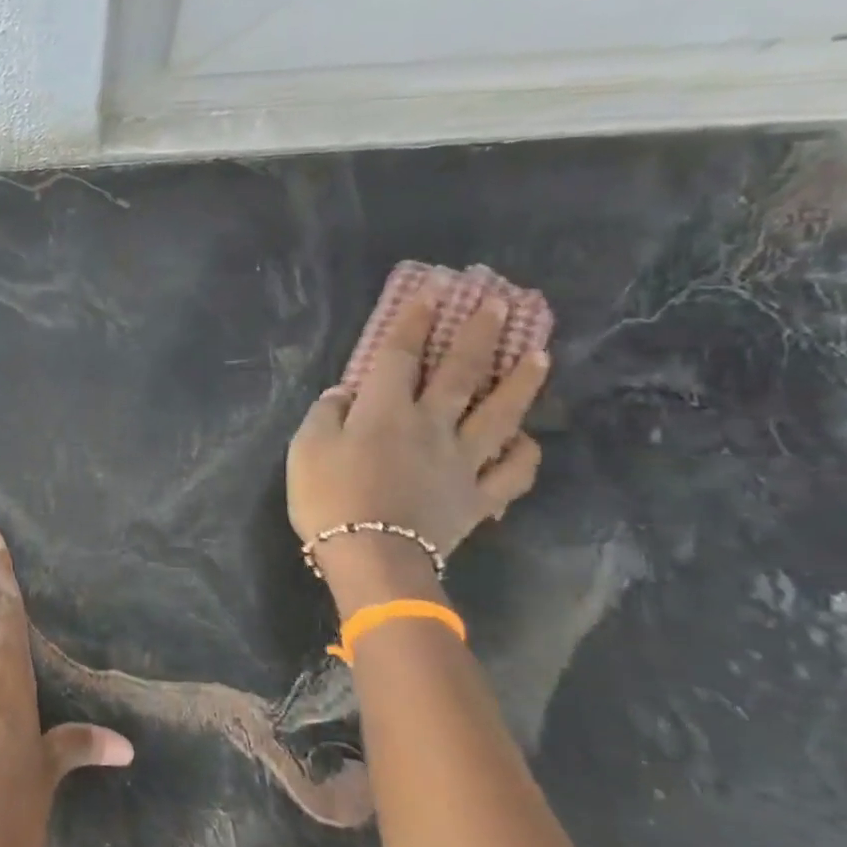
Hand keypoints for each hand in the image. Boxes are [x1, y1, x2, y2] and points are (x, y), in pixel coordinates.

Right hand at [287, 289, 548, 608]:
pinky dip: (524, 453)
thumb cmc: (328, 497)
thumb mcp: (306, 447)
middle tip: (502, 303)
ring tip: (540, 355)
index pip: (402, 355)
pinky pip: (512, 471)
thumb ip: (326, 413)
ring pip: (501, 414)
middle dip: (481, 334)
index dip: (416, 320)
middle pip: (462, 373)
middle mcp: (432, 425)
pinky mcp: (479, 497)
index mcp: (387, 410)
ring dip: (521, 382)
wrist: (371, 555)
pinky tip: (526, 439)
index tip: (433, 290)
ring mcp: (463, 461)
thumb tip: (346, 393)